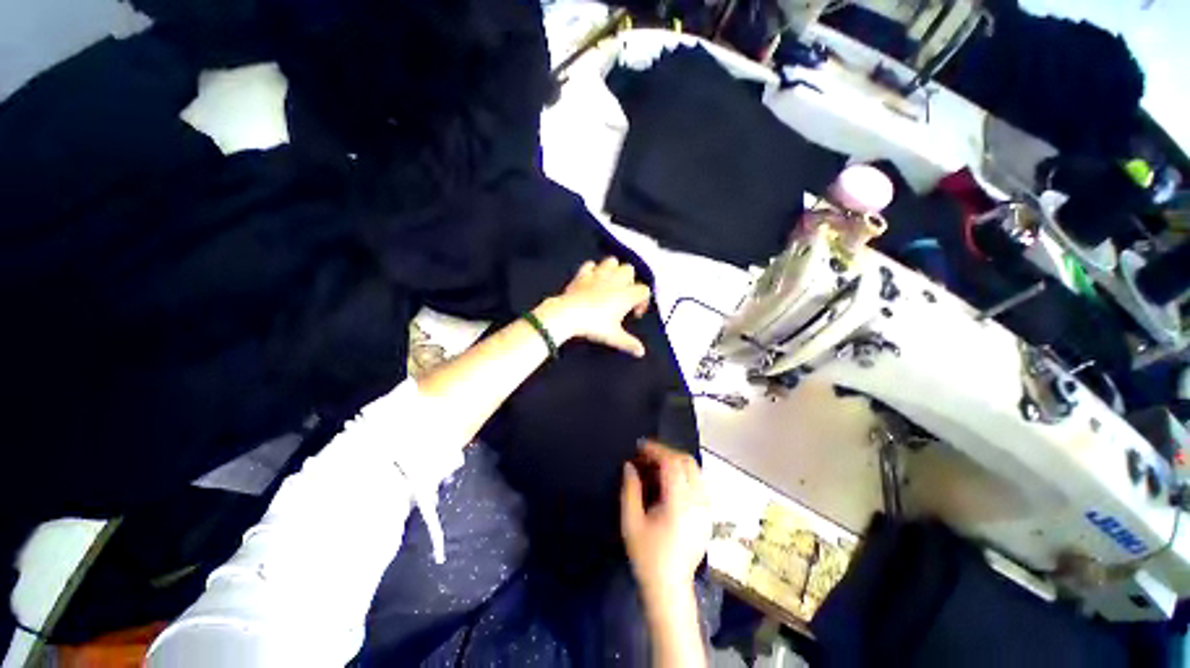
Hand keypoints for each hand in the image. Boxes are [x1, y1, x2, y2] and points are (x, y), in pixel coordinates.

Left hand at [535, 257, 651, 357]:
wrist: (569, 314)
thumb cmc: (595, 325)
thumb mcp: (614, 337)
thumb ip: (629, 343)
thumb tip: (641, 352)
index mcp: (627, 294)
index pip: (644, 290)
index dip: (642, 302)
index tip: (634, 314)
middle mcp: (616, 280)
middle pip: (630, 270)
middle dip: (629, 281)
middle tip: (622, 297)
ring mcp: (598, 274)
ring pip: (612, 261)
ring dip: (613, 270)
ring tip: (609, 284)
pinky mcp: (583, 273)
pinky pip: (591, 265)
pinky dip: (593, 270)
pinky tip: (591, 280)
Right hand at [620, 441, 710, 601]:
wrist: (670, 588)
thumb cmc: (647, 556)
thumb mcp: (631, 522)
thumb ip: (630, 490)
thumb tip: (629, 465)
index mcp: (680, 503)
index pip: (672, 463)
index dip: (656, 450)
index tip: (640, 446)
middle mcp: (698, 501)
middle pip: (687, 462)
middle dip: (666, 453)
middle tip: (647, 456)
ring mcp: (706, 508)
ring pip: (695, 470)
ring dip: (676, 462)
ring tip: (656, 467)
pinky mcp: (708, 515)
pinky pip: (699, 483)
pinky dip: (684, 474)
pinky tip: (669, 483)